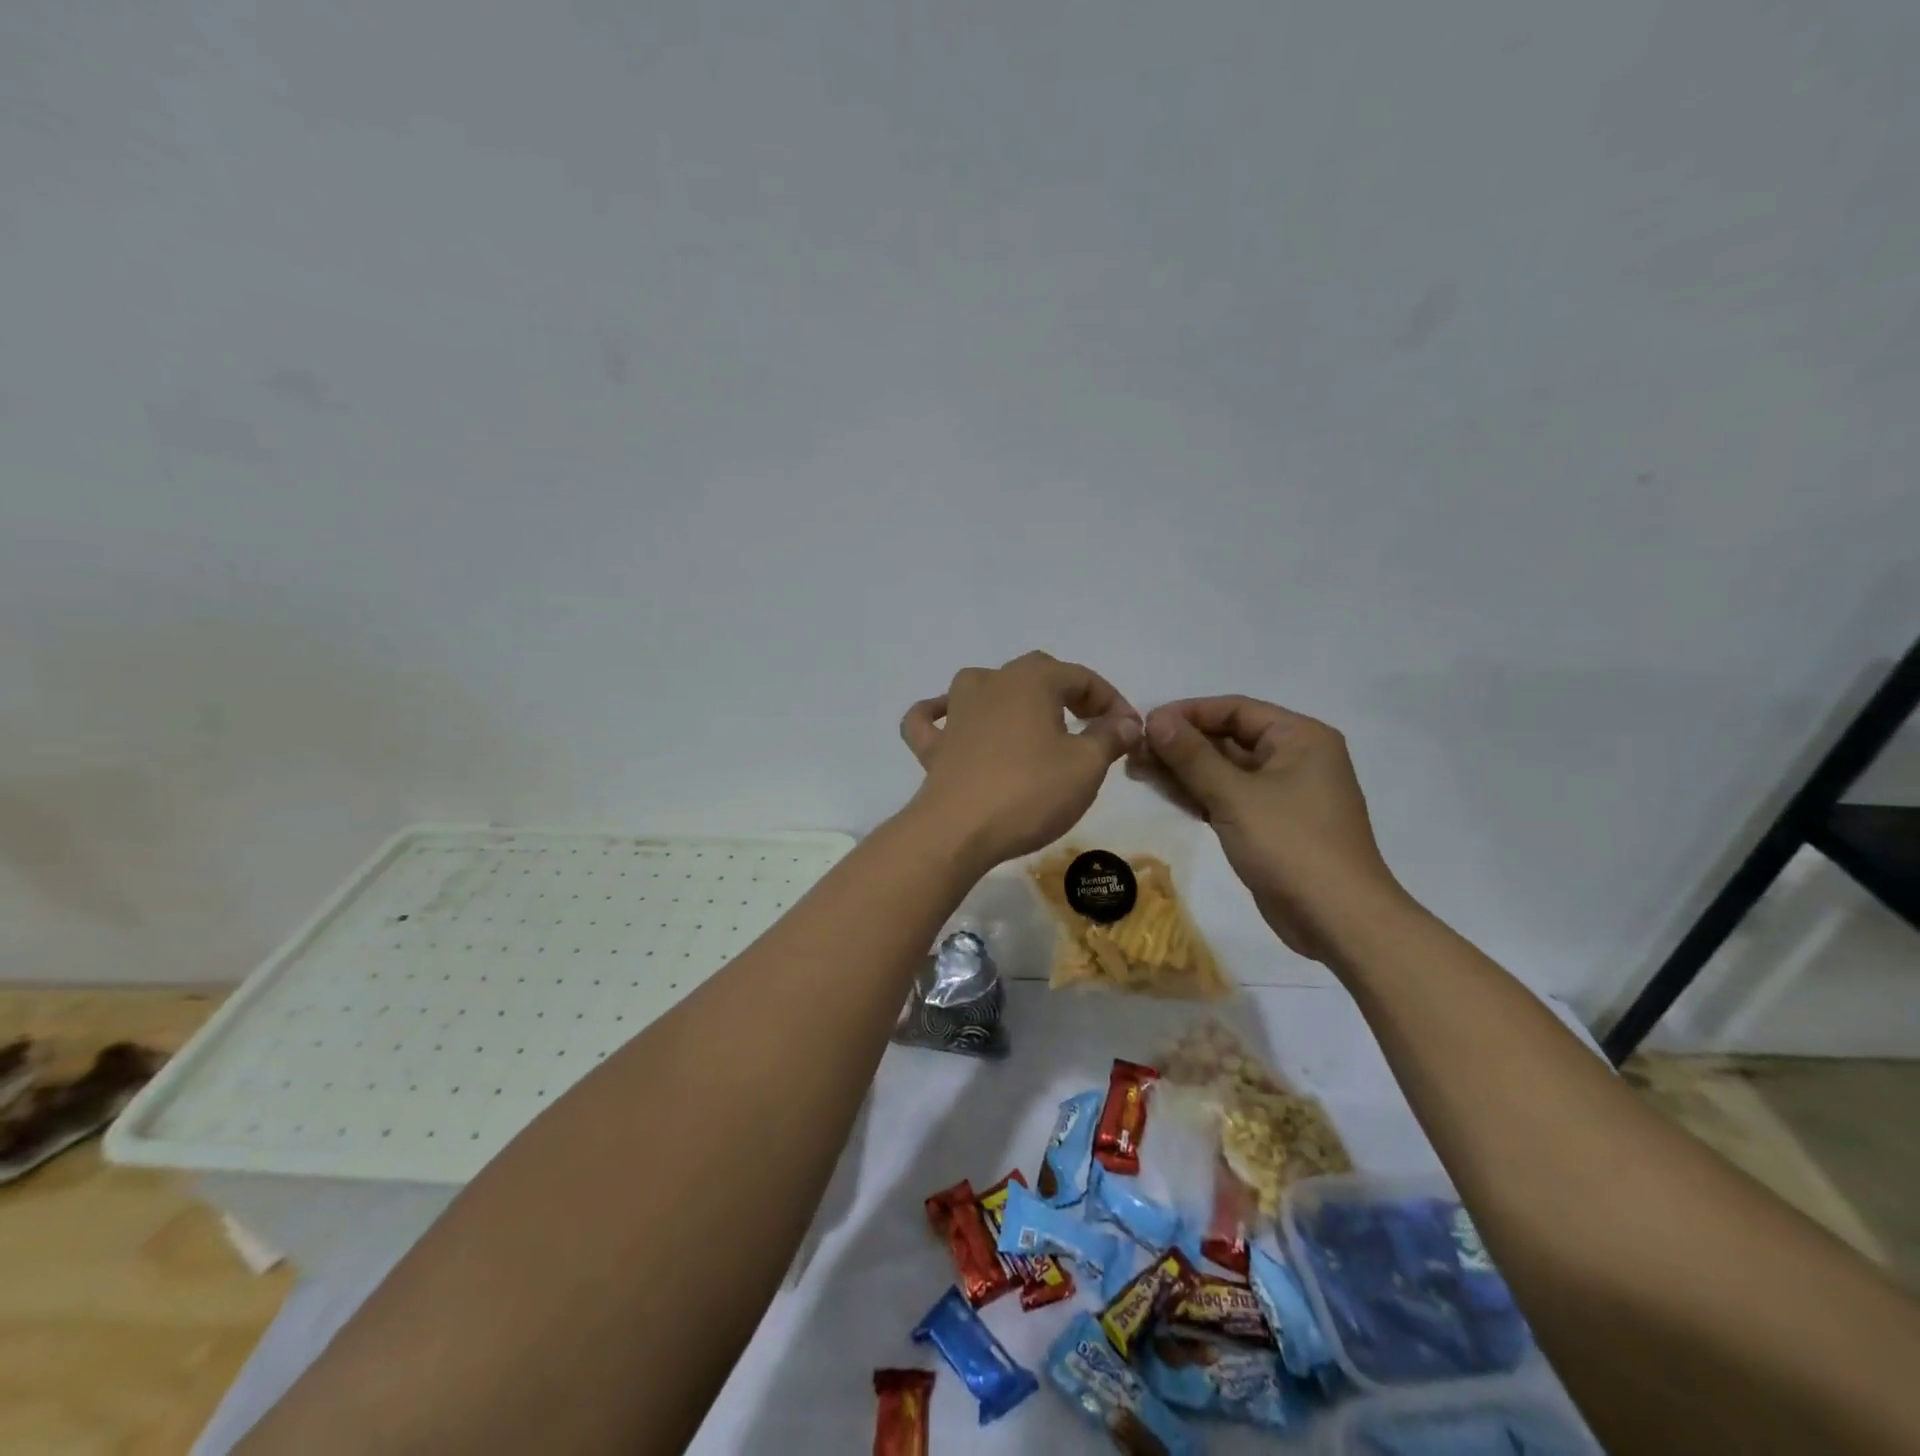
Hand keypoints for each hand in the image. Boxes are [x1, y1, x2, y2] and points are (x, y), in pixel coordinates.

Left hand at [900, 652, 1141, 868]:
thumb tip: (1125, 722)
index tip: (1129, 732)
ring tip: (1032, 722)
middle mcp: (989, 682)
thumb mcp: (1086, 766)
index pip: (1082, 678)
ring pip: (984, 686)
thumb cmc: (1029, 792)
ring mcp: (955, 711)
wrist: (958, 830)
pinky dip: (940, 715)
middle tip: (1092, 726)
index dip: (1112, 702)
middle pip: (1036, 675)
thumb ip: (1109, 737)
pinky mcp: (933, 745)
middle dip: (1068, 695)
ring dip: (1011, 697)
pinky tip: (950, 722)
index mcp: (1031, 679)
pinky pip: (931, 719)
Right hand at [1139, 696, 1404, 958]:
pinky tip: (1164, 793)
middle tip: (1133, 752)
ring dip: (1183, 769)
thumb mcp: (1235, 796)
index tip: (1143, 724)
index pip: (1234, 709)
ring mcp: (1284, 792)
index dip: (1187, 713)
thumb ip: (1192, 755)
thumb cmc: (1291, 846)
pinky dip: (1199, 793)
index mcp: (1299, 737)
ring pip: (1225, 769)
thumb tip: (1155, 718)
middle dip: (1180, 744)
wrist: (1338, 920)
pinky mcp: (1272, 823)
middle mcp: (1295, 757)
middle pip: (1228, 738)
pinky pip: (1229, 796)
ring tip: (1137, 770)